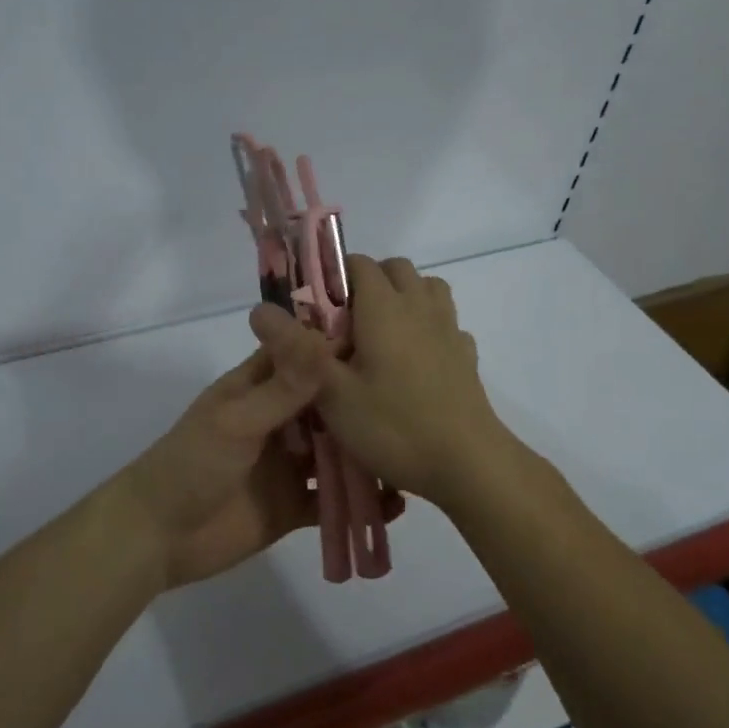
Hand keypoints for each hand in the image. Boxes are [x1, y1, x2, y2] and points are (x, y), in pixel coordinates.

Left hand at [108, 344, 402, 589]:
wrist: (158, 537)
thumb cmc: (192, 464)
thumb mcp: (238, 421)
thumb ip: (284, 388)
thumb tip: (327, 341)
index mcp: (258, 387)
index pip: (302, 354)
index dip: (338, 344)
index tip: (389, 338)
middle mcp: (278, 420)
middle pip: (327, 403)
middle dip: (362, 401)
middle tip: (417, 397)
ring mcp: (286, 464)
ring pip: (335, 451)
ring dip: (365, 451)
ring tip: (412, 448)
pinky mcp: (292, 505)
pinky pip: (331, 499)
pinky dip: (359, 501)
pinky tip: (397, 503)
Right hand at [249, 255, 513, 508]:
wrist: (469, 464)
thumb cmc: (394, 426)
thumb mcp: (332, 394)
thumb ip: (296, 350)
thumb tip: (258, 310)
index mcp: (385, 307)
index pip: (358, 263)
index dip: (333, 277)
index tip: (315, 311)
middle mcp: (419, 306)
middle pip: (395, 268)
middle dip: (368, 283)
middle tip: (345, 326)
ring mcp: (448, 329)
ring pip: (426, 288)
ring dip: (402, 297)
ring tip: (380, 336)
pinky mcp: (465, 355)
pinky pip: (445, 322)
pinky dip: (428, 327)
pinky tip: (415, 360)